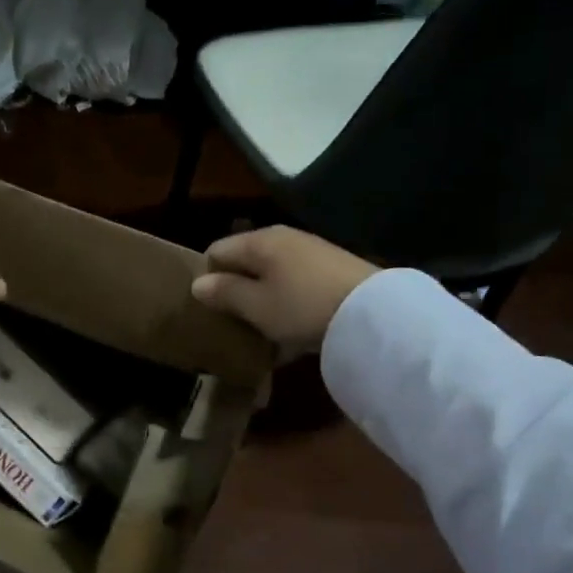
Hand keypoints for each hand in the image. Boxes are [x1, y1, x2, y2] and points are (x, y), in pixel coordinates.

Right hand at [190, 226, 377, 353]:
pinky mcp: (332, 271)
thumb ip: (225, 293)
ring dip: (262, 301)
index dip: (207, 277)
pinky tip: (292, 333)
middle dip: (236, 290)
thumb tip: (198, 283)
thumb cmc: (302, 307)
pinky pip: (296, 286)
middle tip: (231, 323)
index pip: (217, 250)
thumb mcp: (256, 306)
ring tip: (261, 332)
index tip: (207, 308)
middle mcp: (284, 239)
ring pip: (272, 276)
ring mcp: (311, 253)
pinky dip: (287, 304)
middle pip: (246, 262)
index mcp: (259, 241)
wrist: (374, 313)